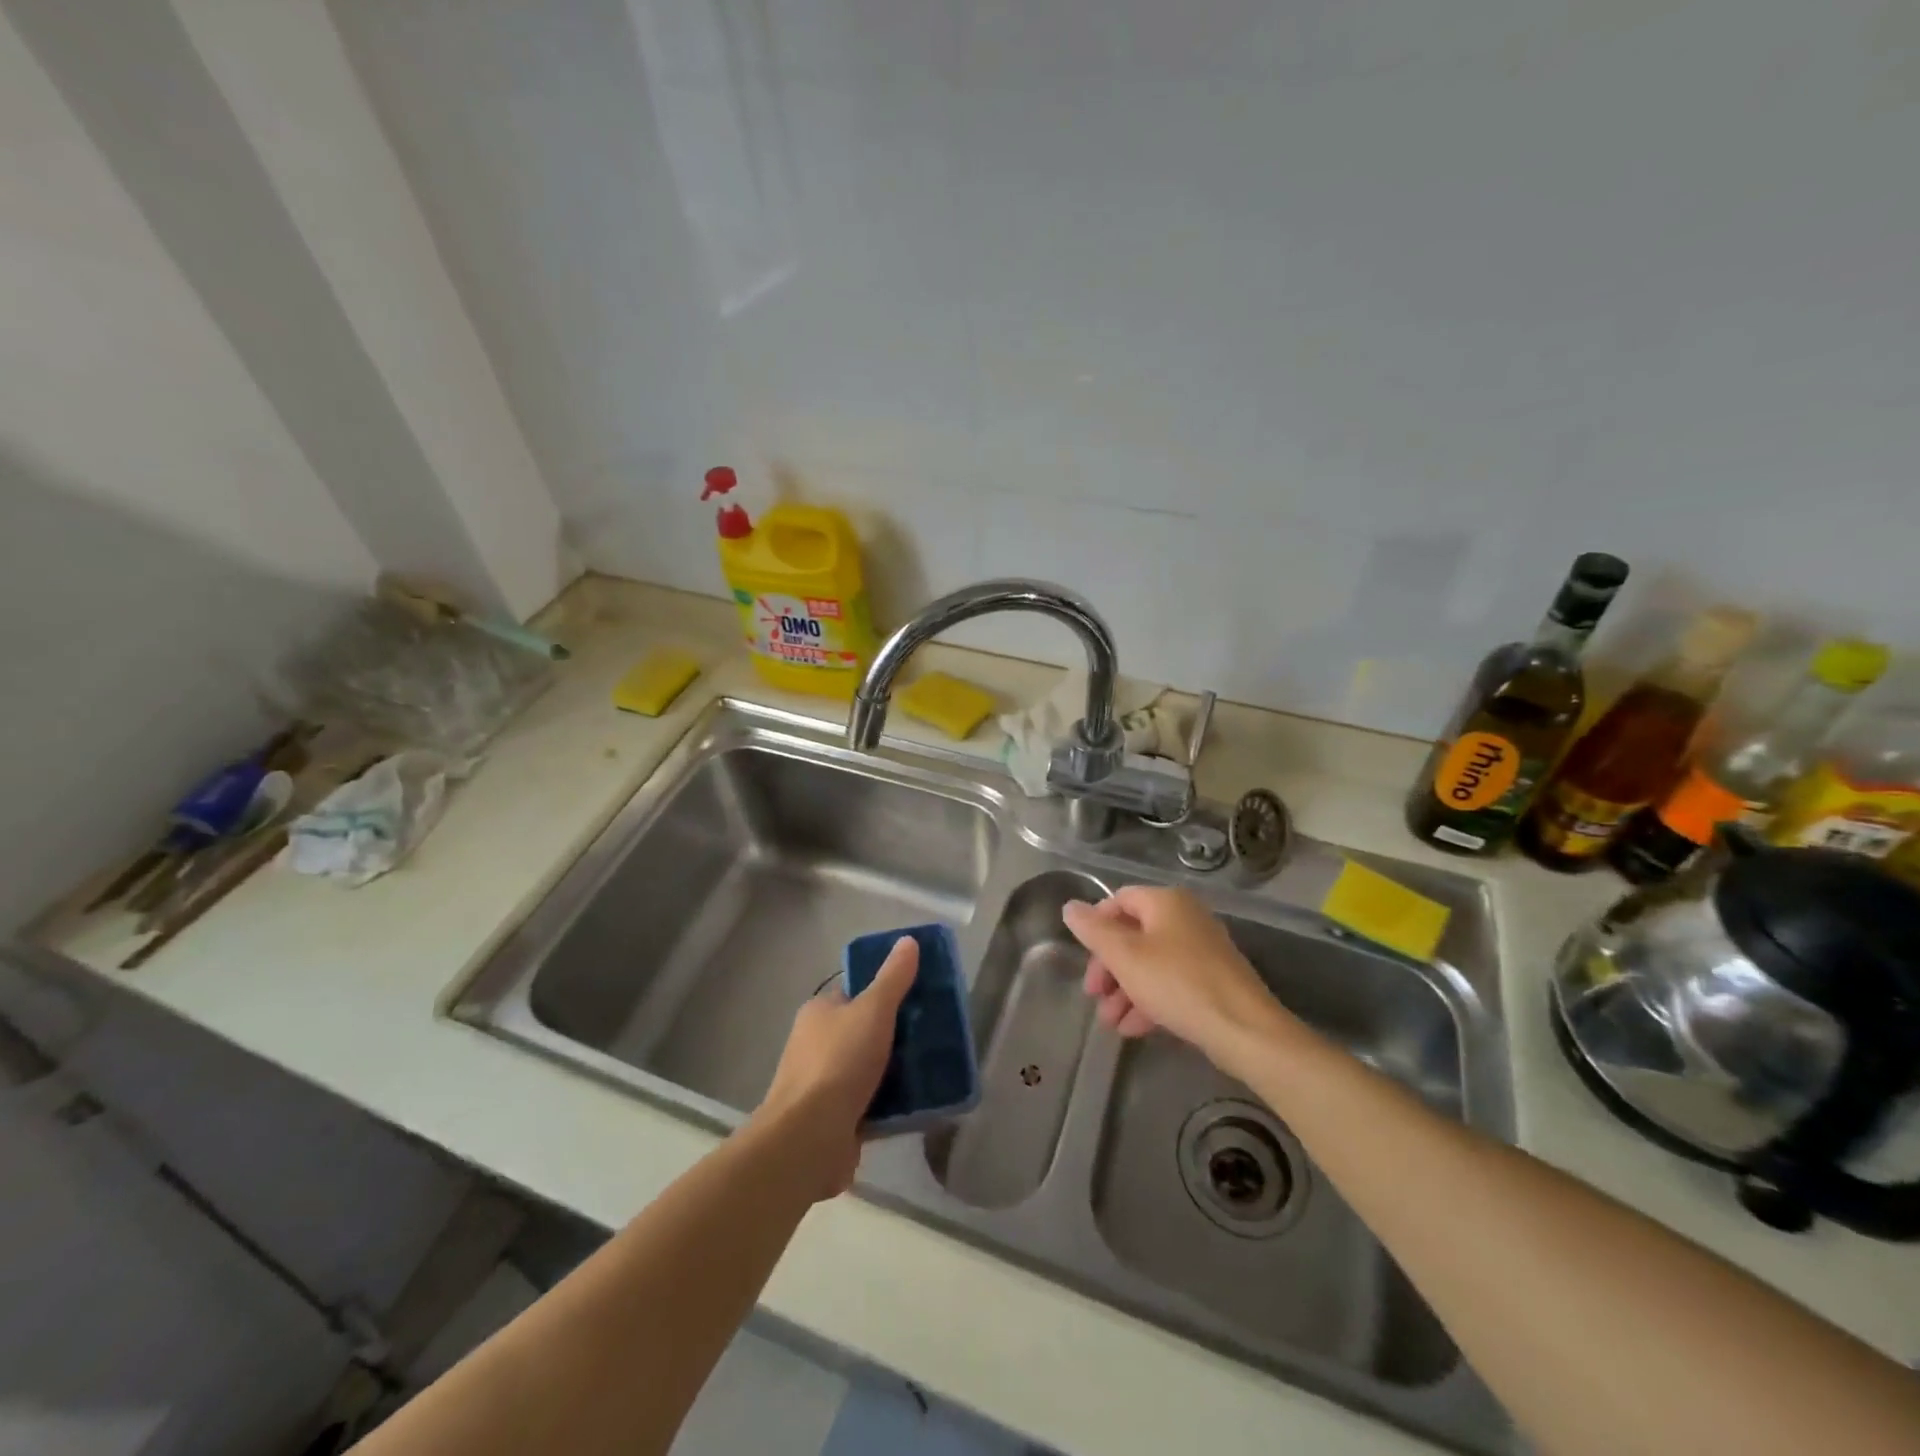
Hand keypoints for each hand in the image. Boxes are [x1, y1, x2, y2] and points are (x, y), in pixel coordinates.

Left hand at [751, 936, 917, 1201]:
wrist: (808, 1139)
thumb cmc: (839, 1063)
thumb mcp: (873, 1011)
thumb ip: (893, 978)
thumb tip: (908, 940)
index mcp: (820, 1012)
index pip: (855, 992)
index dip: (885, 991)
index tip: (919, 997)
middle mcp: (816, 1045)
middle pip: (864, 1031)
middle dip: (896, 1035)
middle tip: (932, 1035)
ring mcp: (823, 1085)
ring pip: (869, 1069)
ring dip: (896, 1072)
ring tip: (933, 1068)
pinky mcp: (834, 1120)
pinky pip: (870, 1104)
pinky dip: (891, 1104)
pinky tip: (919, 1104)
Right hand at [1062, 887, 1289, 1065]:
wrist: (1245, 1030)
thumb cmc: (1178, 984)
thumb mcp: (1125, 956)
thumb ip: (1093, 930)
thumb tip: (1070, 907)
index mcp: (1166, 902)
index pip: (1119, 900)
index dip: (1096, 926)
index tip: (1084, 958)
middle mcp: (1186, 917)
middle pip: (1134, 934)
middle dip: (1109, 967)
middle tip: (1094, 995)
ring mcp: (1203, 949)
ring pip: (1151, 962)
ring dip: (1125, 990)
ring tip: (1111, 1022)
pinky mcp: (1213, 980)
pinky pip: (1171, 982)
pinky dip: (1149, 1000)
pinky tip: (1134, 1029)